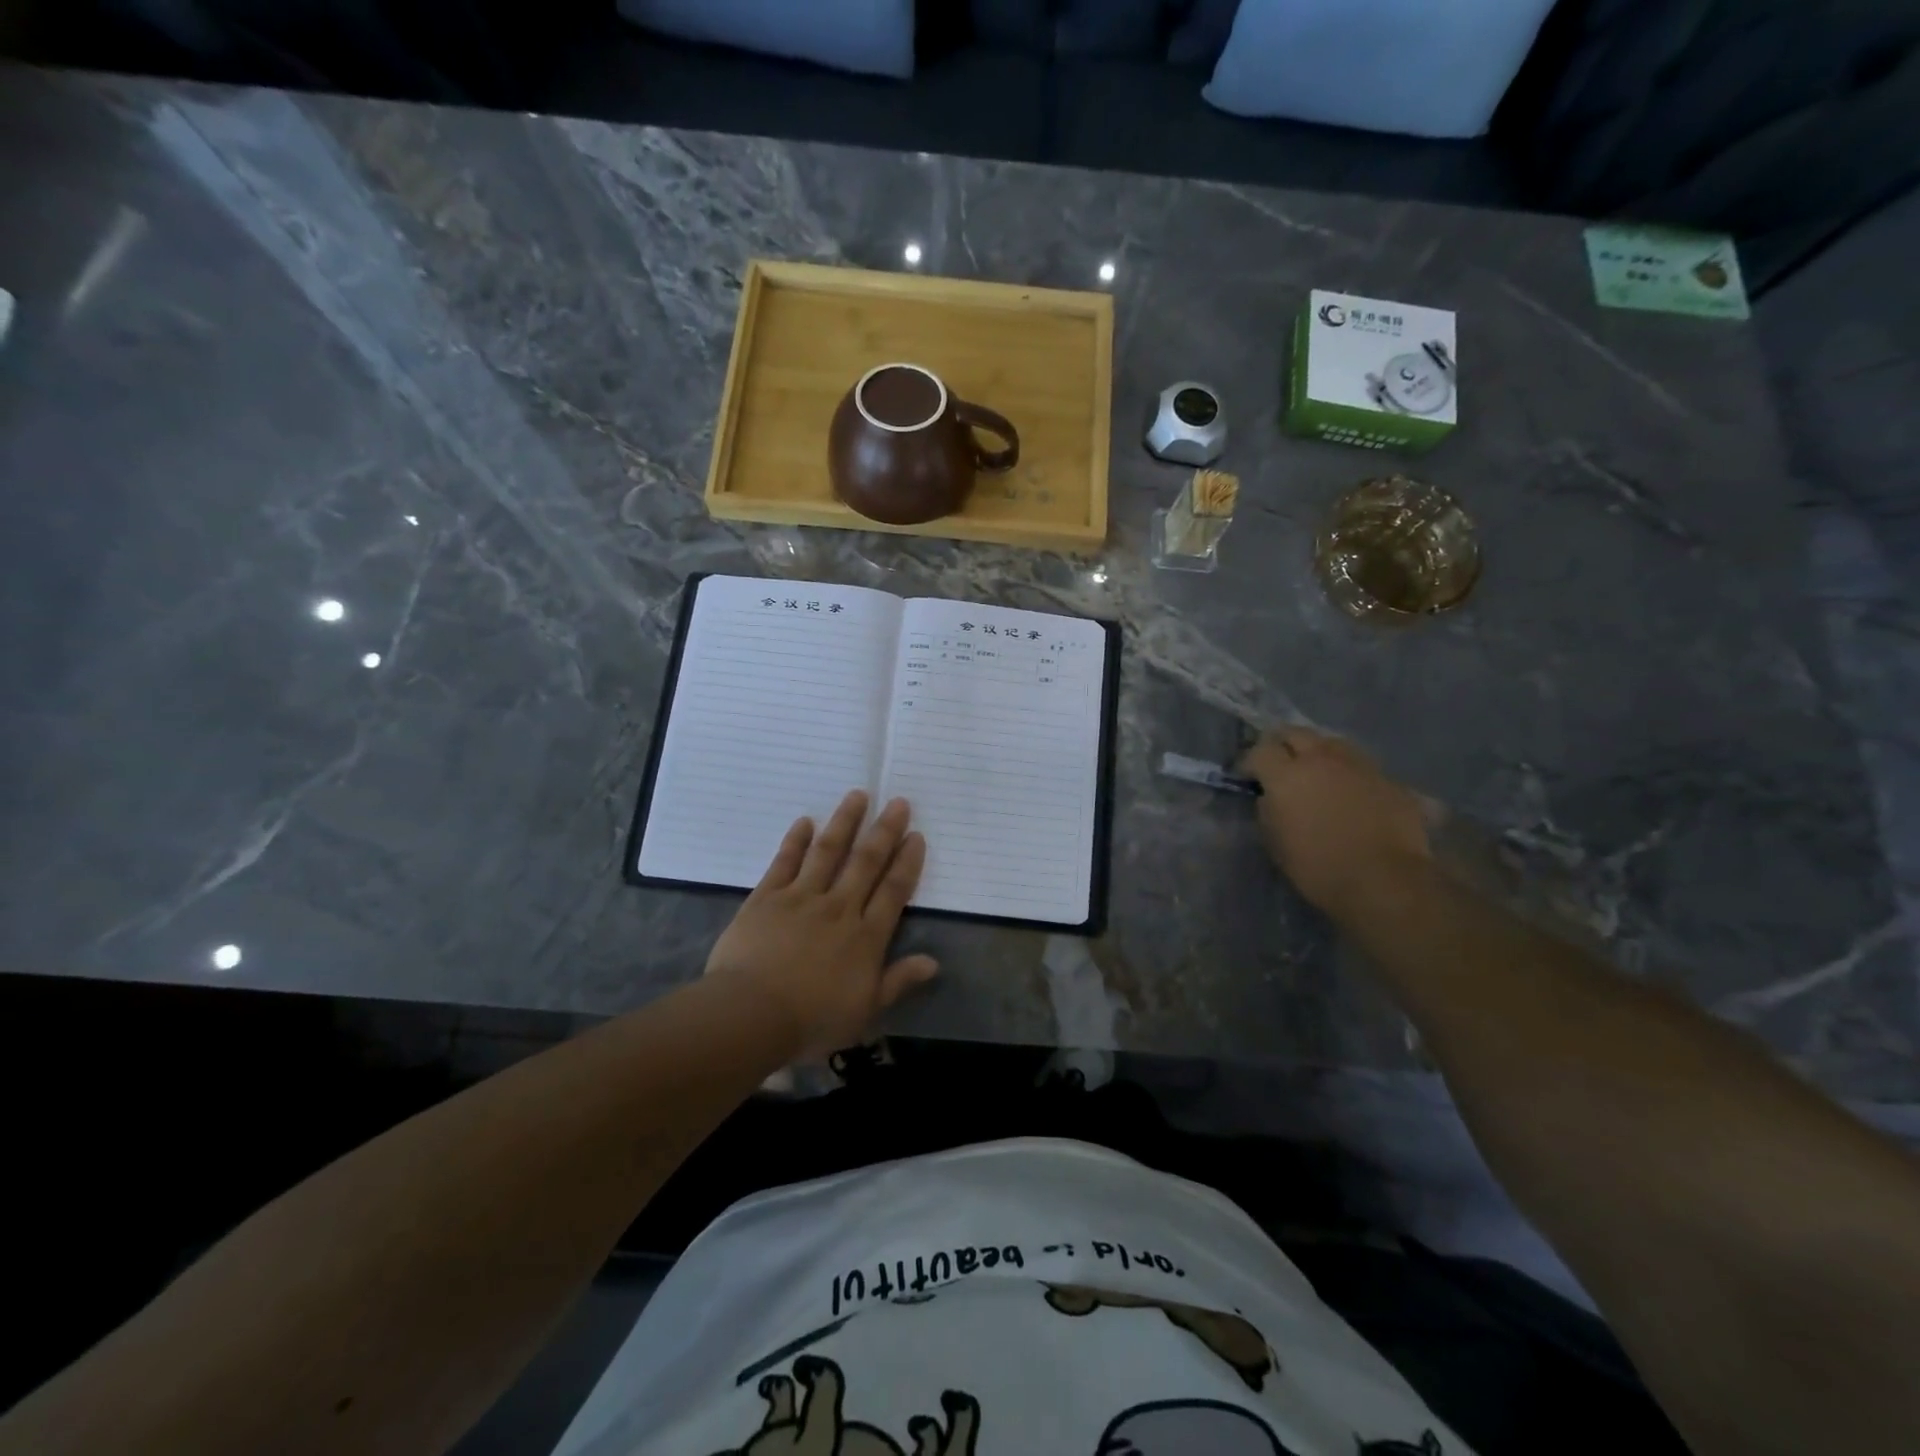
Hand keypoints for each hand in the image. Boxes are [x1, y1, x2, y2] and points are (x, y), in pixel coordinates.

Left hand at [704, 790, 937, 1058]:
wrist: (750, 1014)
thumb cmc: (811, 1020)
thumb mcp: (865, 1010)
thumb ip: (899, 981)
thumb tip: (934, 963)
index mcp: (865, 936)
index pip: (893, 890)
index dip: (907, 862)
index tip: (916, 835)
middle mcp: (839, 907)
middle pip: (866, 862)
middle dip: (884, 831)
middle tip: (898, 802)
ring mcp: (801, 898)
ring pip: (828, 851)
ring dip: (845, 822)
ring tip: (857, 796)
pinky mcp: (767, 897)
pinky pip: (785, 862)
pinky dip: (796, 841)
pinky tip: (805, 821)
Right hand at [1239, 728, 1431, 917]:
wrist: (1384, 882)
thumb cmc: (1318, 867)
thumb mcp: (1275, 841)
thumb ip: (1268, 809)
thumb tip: (1271, 796)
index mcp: (1286, 775)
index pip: (1260, 750)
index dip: (1249, 762)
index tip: (1246, 777)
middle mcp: (1322, 759)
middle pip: (1296, 733)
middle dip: (1282, 745)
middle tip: (1279, 765)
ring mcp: (1360, 766)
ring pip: (1332, 743)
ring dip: (1318, 753)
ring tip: (1317, 773)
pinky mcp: (1390, 780)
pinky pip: (1362, 767)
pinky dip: (1350, 774)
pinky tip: (1352, 794)